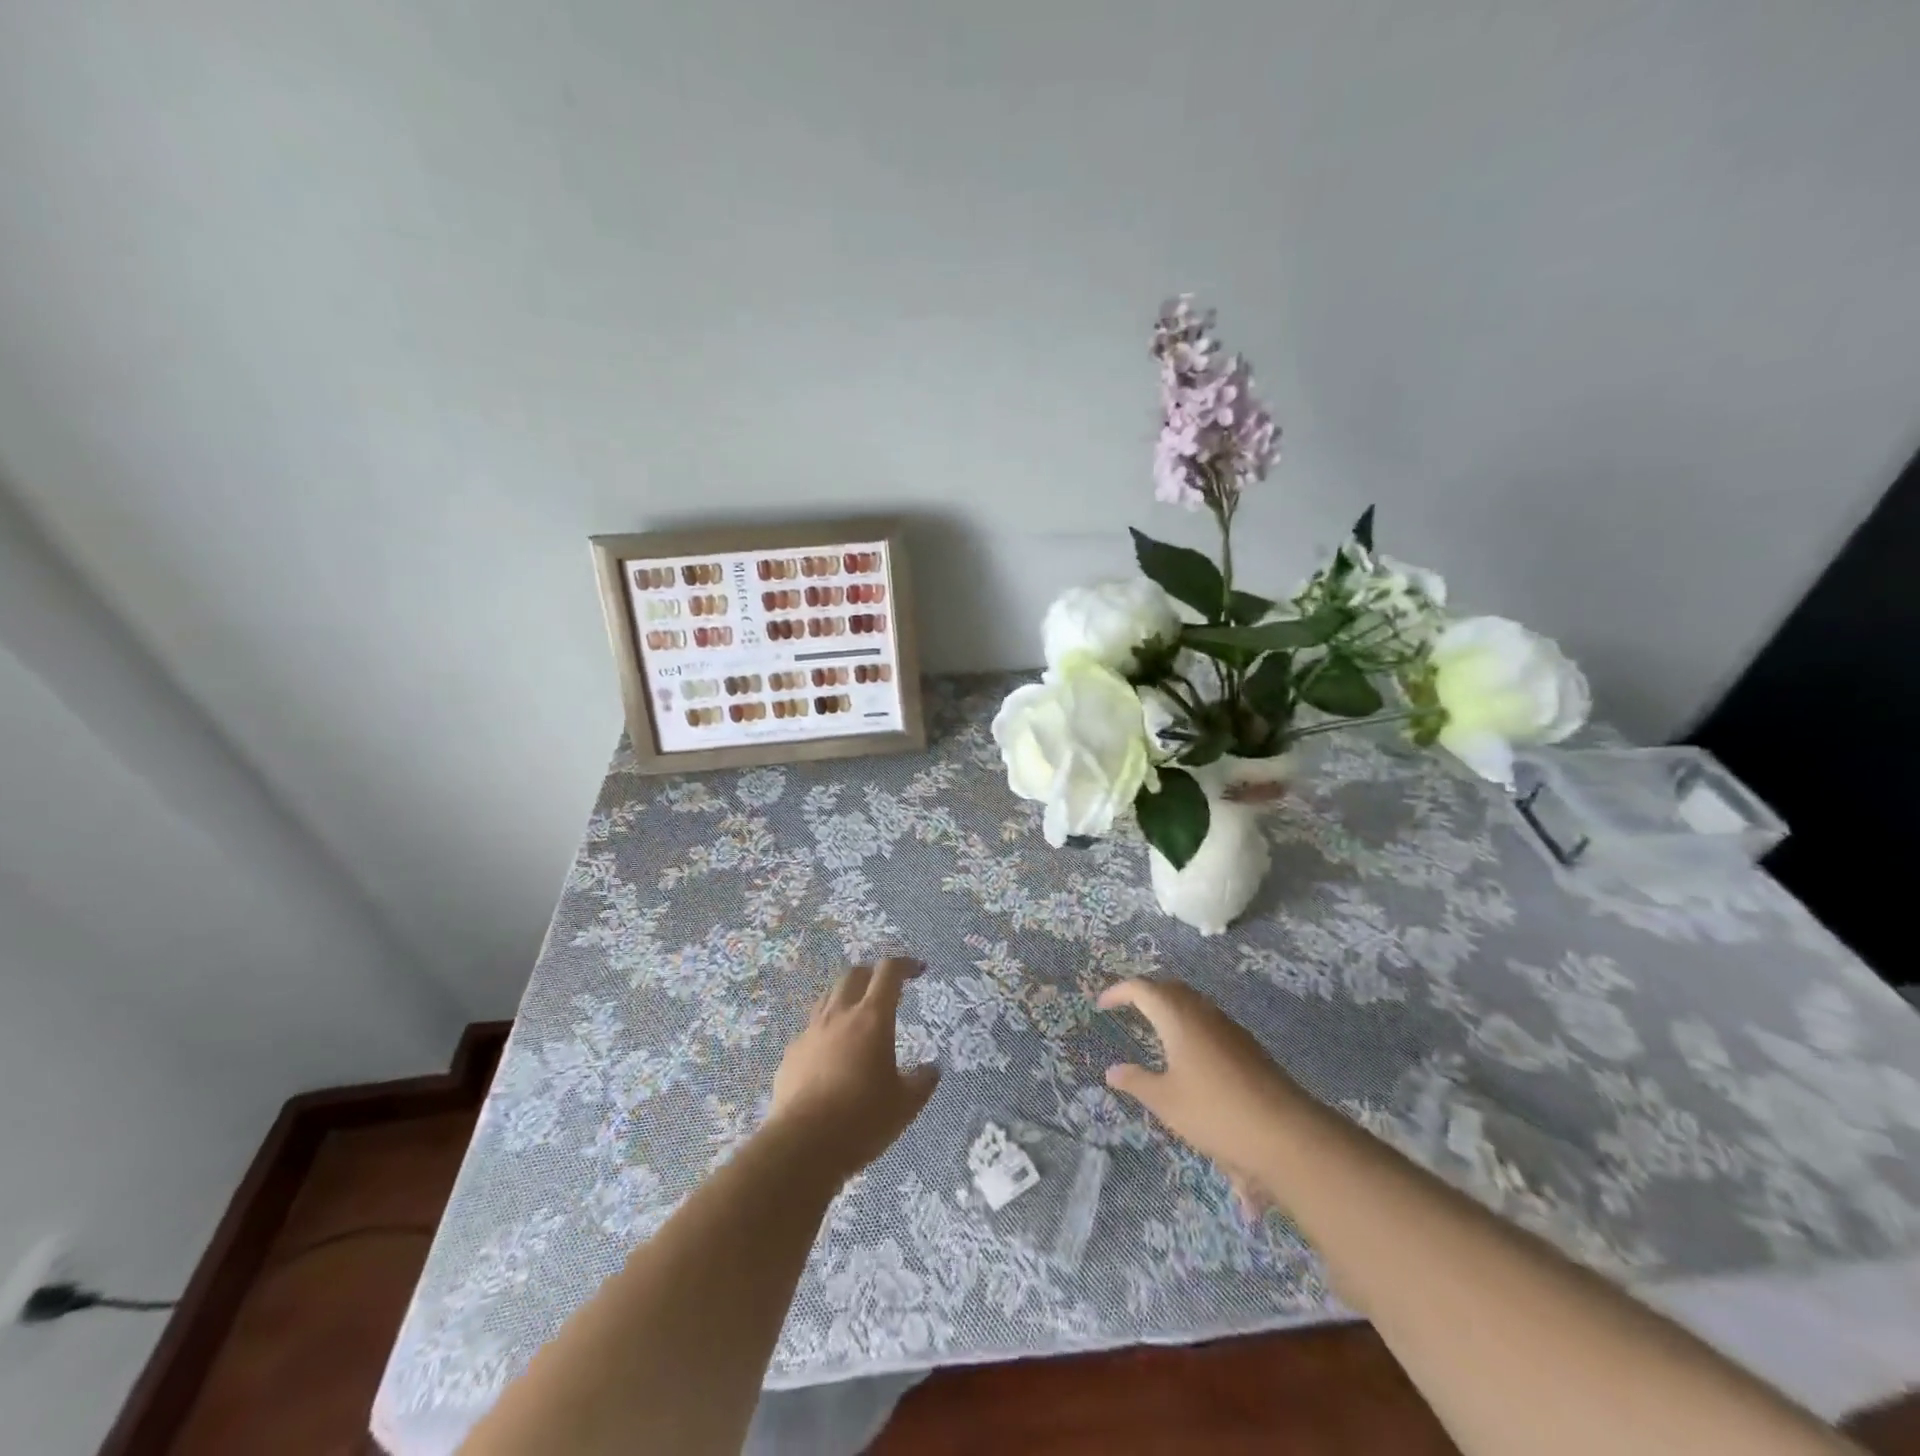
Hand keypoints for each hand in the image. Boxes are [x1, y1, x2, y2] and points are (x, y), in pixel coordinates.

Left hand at [769, 958, 940, 1179]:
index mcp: (872, 1018)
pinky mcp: (791, 1053)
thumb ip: (922, 1082)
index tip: (918, 971)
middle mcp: (840, 1015)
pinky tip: (832, 1055)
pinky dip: (827, 1030)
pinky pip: (812, 1029)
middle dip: (873, 975)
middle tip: (886, 990)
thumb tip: (931, 1070)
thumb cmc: (862, 1119)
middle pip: (855, 974)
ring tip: (858, 1017)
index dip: (905, 965)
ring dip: (847, 997)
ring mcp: (811, 1032)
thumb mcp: (905, 1105)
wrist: (802, 1145)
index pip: (889, 972)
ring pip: (829, 997)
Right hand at [1099, 978, 1299, 1176]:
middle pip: (1170, 988)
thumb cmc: (1214, 1112)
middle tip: (1128, 1008)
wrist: (1285, 1133)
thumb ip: (1137, 1082)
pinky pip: (1209, 1020)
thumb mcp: (1166, 1101)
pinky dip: (1190, 1024)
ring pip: (1193, 1003)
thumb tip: (1112, 1071)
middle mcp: (1203, 1012)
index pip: (1142, 989)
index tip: (1102, 1005)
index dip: (1119, 992)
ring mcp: (1229, 1027)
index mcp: (1177, 1017)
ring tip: (1155, 1028)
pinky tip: (1190, 1053)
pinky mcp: (1247, 1045)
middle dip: (1146, 993)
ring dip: (1171, 1007)